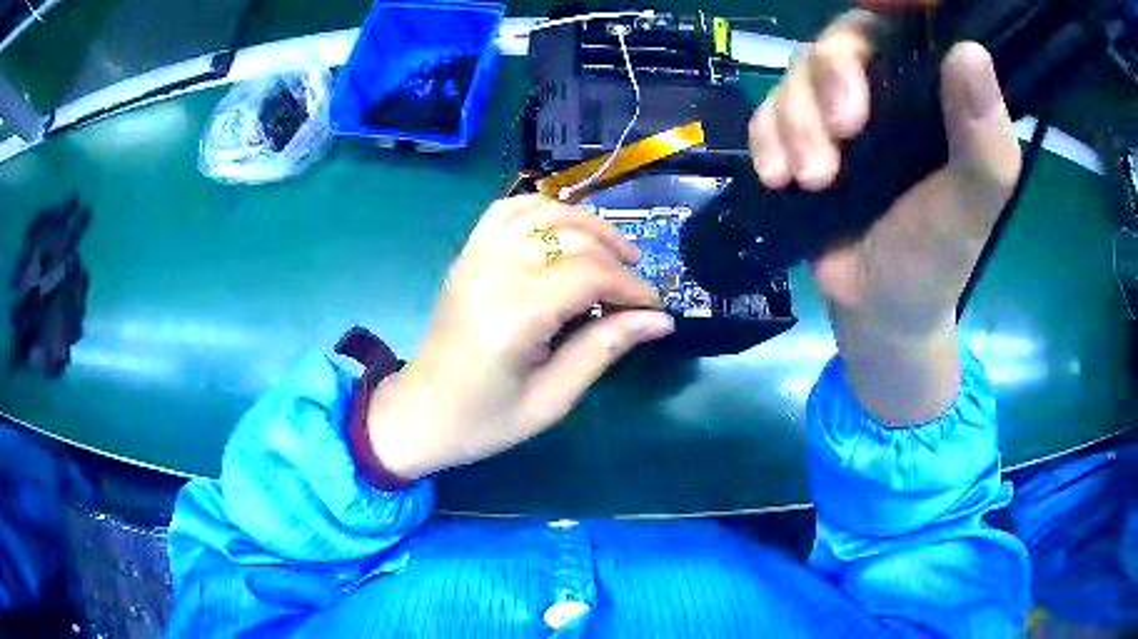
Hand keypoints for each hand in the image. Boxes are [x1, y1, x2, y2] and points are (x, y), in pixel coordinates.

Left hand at [365, 195, 674, 478]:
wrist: (422, 414)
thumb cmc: (486, 420)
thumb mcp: (552, 399)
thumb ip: (604, 349)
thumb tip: (660, 320)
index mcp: (515, 314)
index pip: (591, 273)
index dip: (632, 287)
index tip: (654, 309)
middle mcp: (494, 271)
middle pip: (573, 238)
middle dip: (617, 260)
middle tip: (635, 293)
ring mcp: (476, 256)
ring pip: (545, 212)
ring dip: (588, 225)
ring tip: (614, 253)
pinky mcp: (467, 254)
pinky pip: (508, 209)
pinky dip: (544, 210)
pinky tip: (564, 231)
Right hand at [749, 11, 1021, 422]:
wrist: (877, 308)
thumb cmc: (936, 258)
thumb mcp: (970, 206)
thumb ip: (983, 140)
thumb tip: (970, 51)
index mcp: (933, 94)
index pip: (909, 24)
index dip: (890, 10)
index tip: (877, 25)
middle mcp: (887, 88)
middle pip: (843, 38)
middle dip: (831, 78)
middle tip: (843, 133)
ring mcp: (838, 108)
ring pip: (798, 72)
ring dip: (795, 121)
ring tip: (811, 180)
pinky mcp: (799, 134)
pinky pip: (766, 109)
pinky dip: (764, 138)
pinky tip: (778, 178)